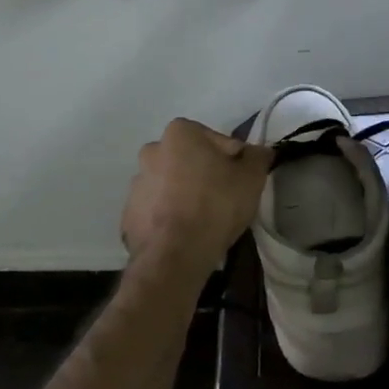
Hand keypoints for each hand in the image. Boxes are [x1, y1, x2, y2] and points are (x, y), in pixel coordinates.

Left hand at [120, 118, 270, 280]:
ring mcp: (136, 183)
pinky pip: (157, 210)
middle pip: (190, 160)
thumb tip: (259, 151)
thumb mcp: (251, 178)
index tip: (241, 182)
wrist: (175, 254)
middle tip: (224, 200)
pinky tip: (185, 233)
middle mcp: (152, 150)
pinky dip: (169, 217)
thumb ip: (257, 157)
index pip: (218, 141)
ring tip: (203, 221)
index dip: (234, 161)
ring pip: (170, 184)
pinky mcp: (129, 213)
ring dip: (185, 195)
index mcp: (180, 133)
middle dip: (205, 175)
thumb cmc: (215, 205)